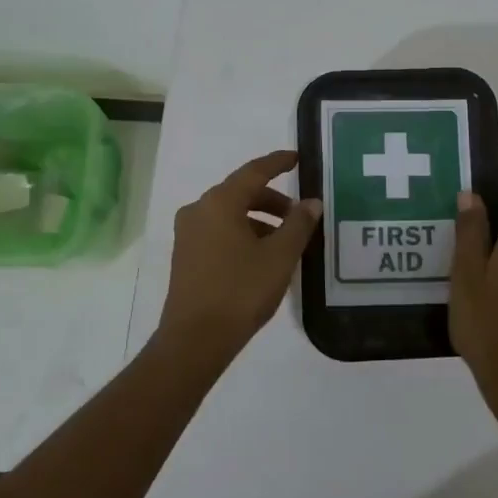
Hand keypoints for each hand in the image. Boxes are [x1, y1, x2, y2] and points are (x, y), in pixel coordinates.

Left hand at [157, 149, 322, 361]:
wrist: (195, 339)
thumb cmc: (241, 291)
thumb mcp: (279, 256)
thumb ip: (299, 224)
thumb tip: (312, 202)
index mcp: (220, 203)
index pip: (254, 171)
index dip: (277, 163)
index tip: (297, 158)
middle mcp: (199, 210)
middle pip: (241, 193)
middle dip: (273, 199)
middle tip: (300, 214)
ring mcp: (188, 234)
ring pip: (230, 214)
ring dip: (259, 220)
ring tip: (286, 241)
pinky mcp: (186, 256)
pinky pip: (220, 232)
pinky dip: (243, 234)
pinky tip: (263, 257)